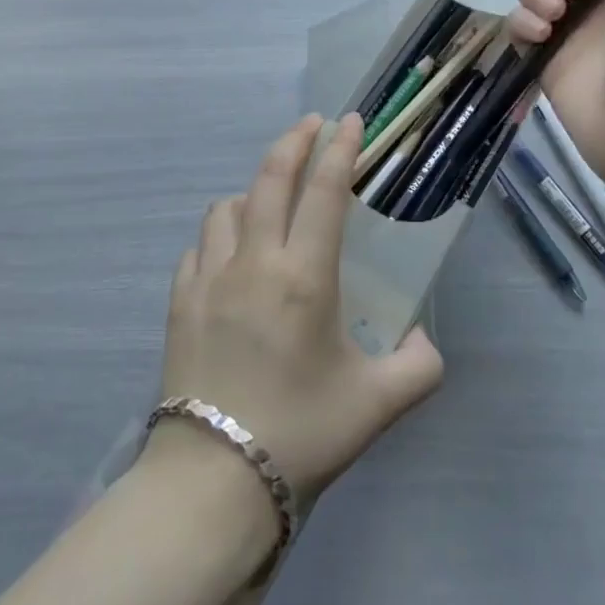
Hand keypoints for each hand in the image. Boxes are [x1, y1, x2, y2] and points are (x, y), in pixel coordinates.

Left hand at [152, 115, 444, 506]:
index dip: (340, 149)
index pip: (325, 191)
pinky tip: (229, 252)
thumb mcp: (376, 405)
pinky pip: (199, 245)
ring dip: (252, 189)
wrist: (212, 484)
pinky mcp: (179, 301)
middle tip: (312, 125)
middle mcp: (255, 262)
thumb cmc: (300, 434)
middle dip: (294, 141)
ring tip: (269, 198)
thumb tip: (425, 341)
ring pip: (227, 205)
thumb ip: (418, 367)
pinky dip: (219, 233)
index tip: (350, 121)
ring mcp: (210, 278)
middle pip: (270, 177)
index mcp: (305, 276)